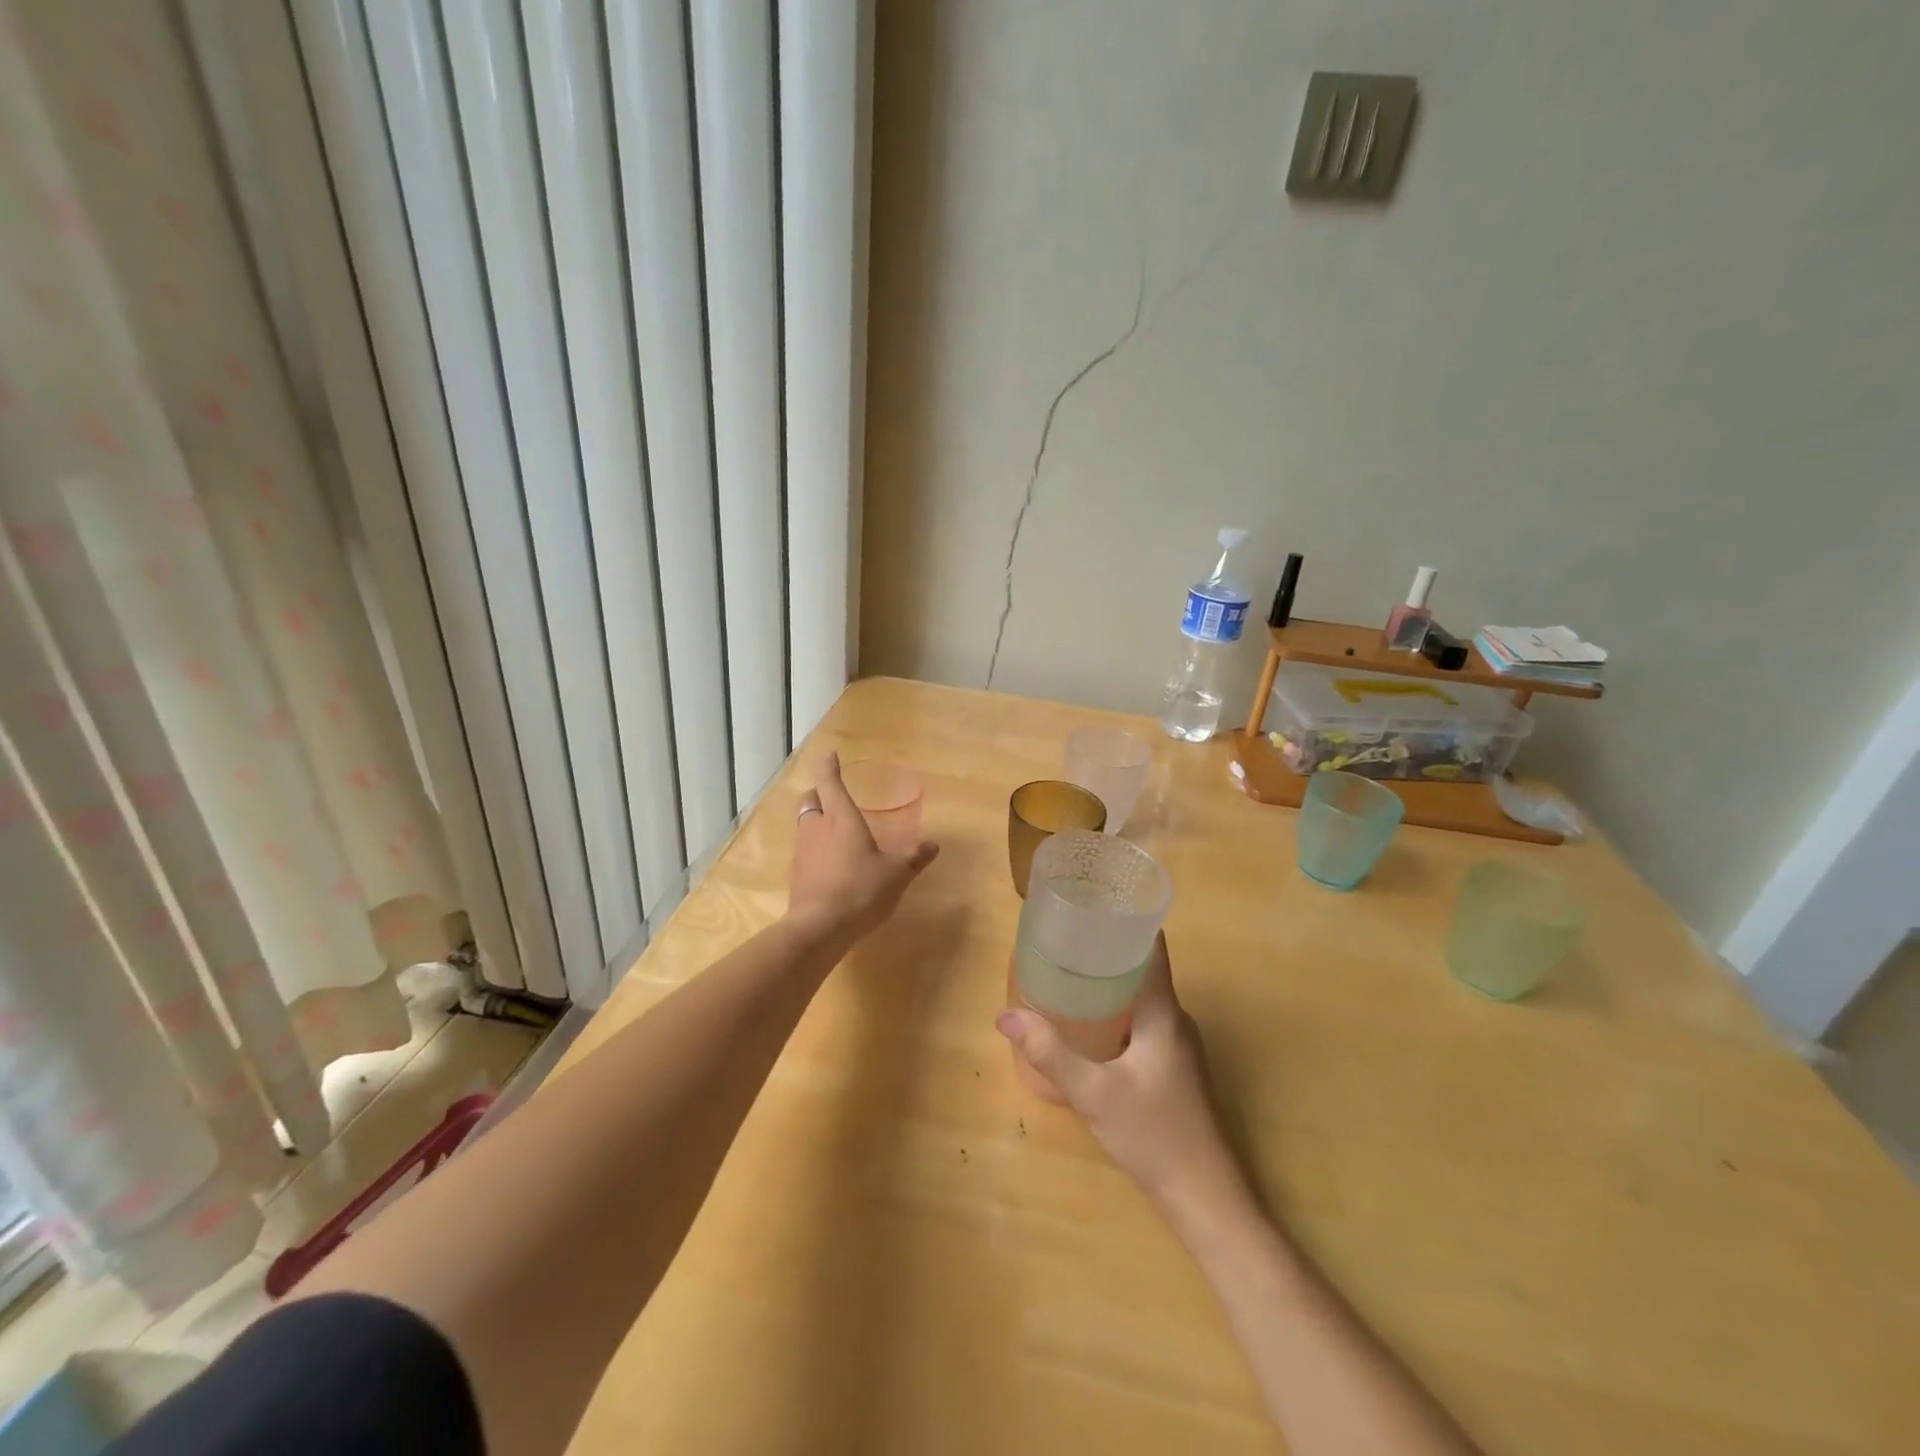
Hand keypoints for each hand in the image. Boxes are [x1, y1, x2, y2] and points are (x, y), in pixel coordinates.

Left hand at [787, 752, 938, 942]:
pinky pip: (805, 852)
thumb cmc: (861, 889)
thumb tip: (933, 845)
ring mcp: (802, 852)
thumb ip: (914, 857)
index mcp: (841, 818)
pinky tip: (832, 864)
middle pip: (810, 801)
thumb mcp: (896, 873)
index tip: (829, 754)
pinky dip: (816, 849)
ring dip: (817, 822)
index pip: (830, 782)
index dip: (829, 766)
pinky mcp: (797, 876)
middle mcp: (817, 828)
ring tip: (836, 832)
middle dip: (819, 794)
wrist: (820, 928)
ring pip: (805, 826)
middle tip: (832, 796)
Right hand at [996, 935, 1244, 1209]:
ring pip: (1139, 996)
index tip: (1087, 903)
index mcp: (1164, 1012)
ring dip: (1107, 982)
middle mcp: (1175, 1019)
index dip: (1122, 919)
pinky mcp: (1171, 1067)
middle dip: (1102, 949)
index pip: (1150, 946)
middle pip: (1140, 968)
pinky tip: (1085, 1023)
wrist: (1204, 1198)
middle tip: (1060, 938)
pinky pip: (1139, 1021)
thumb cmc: (1154, 1134)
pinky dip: (1113, 1010)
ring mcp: (1176, 1044)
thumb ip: (1050, 1053)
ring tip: (1064, 972)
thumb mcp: (1094, 1092)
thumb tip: (1005, 1015)